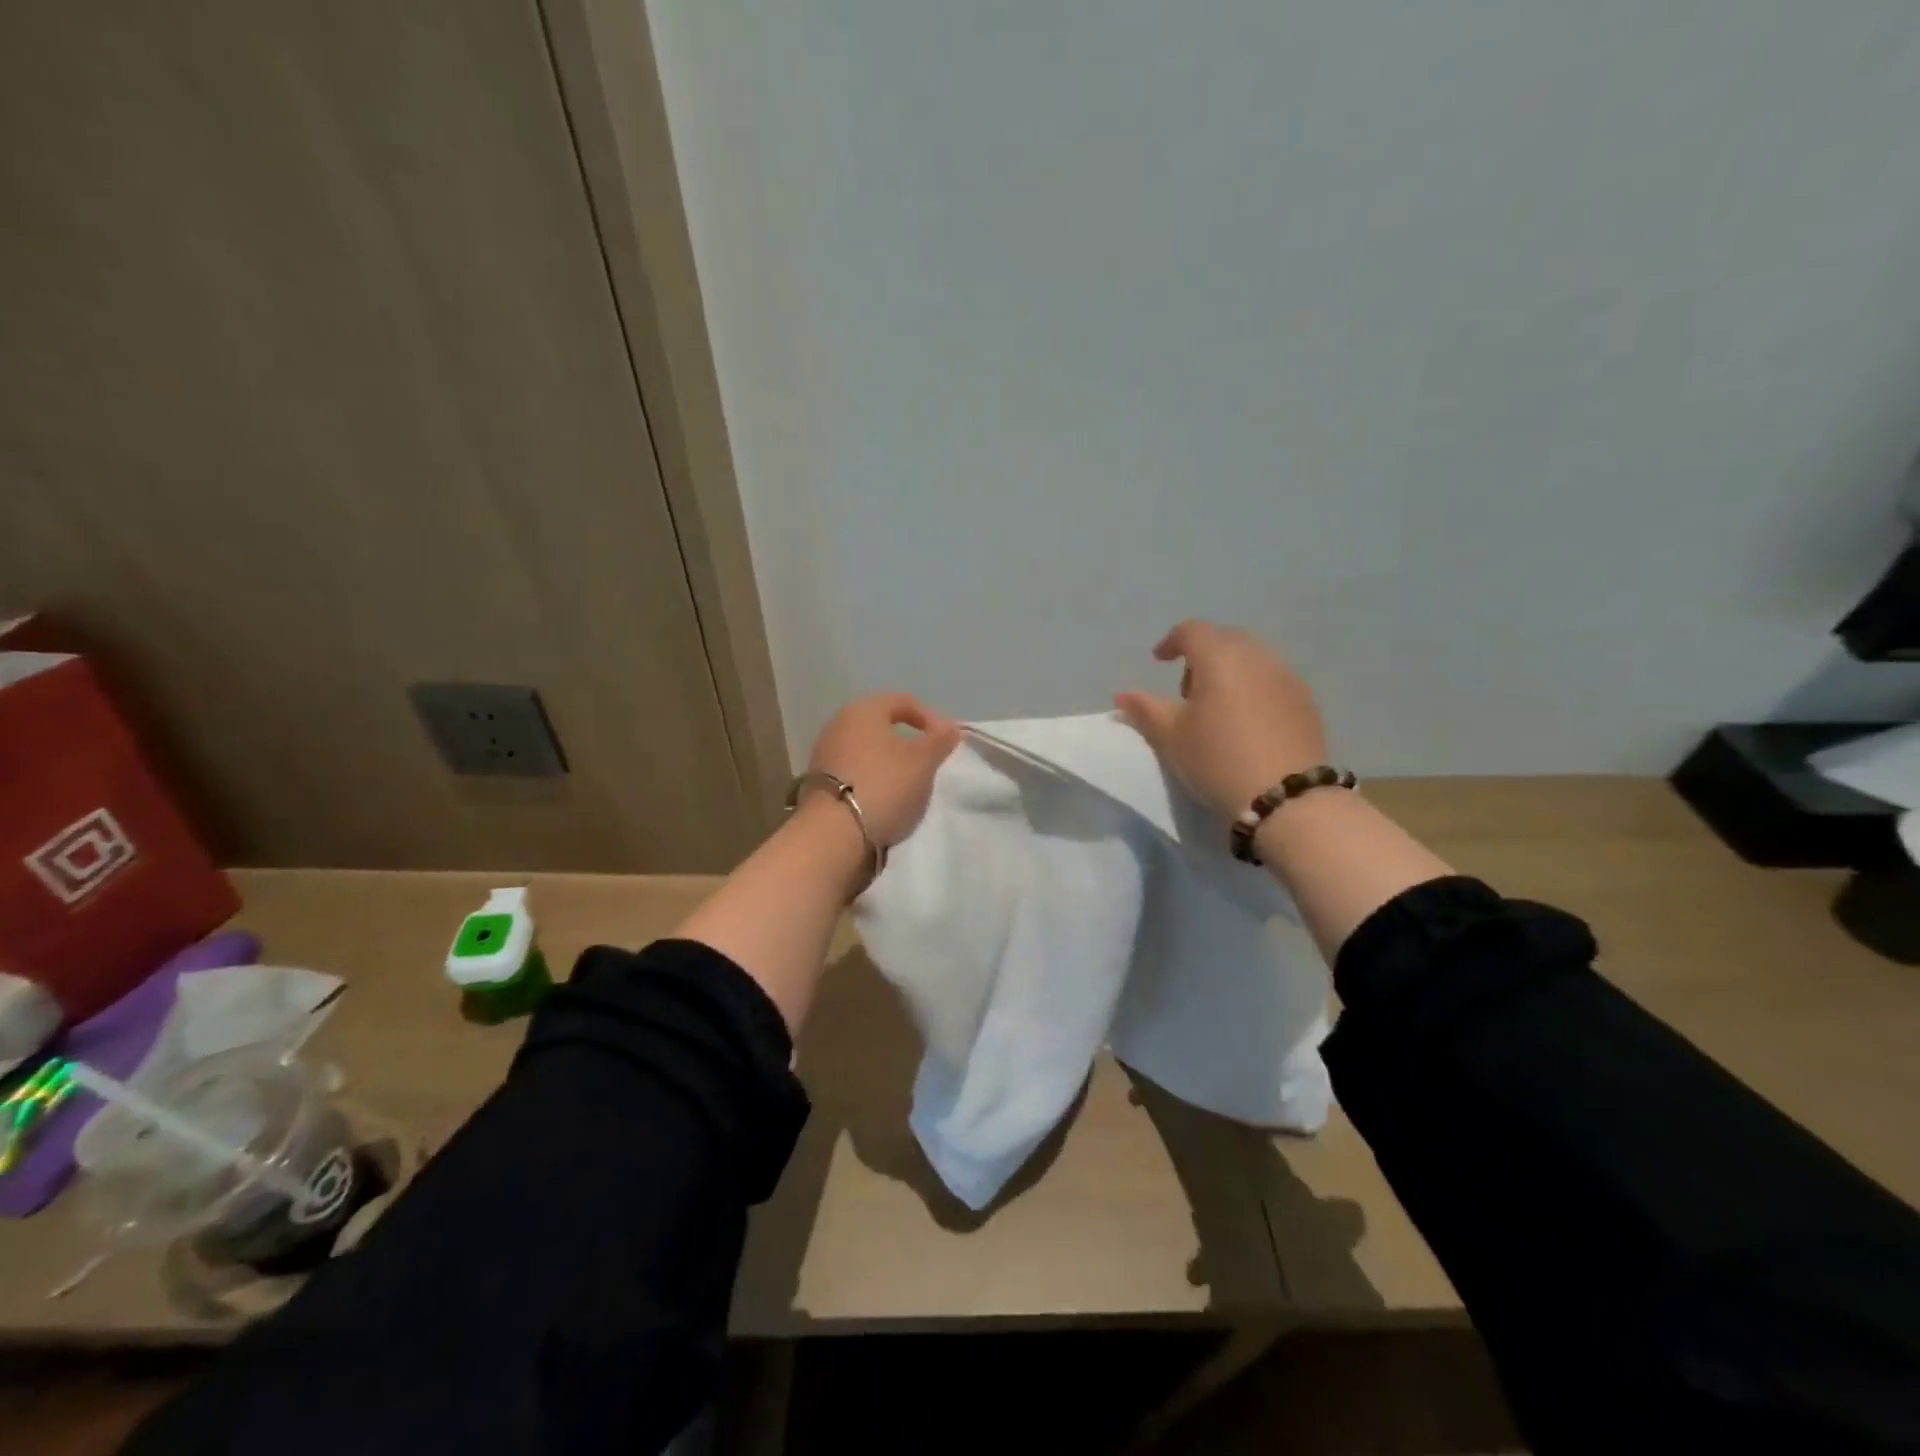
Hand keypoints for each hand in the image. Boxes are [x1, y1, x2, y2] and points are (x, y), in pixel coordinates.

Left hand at [806, 693, 962, 846]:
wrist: (834, 833)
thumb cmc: (884, 785)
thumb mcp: (923, 761)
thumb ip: (939, 740)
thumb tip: (949, 726)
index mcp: (863, 710)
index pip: (903, 701)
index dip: (930, 718)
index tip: (946, 743)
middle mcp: (838, 724)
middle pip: (882, 726)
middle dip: (908, 742)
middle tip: (928, 763)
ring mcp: (825, 754)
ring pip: (867, 750)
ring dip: (889, 763)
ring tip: (908, 785)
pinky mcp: (818, 782)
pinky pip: (854, 772)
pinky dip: (872, 779)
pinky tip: (884, 799)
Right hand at [1114, 620, 1328, 821]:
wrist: (1285, 797)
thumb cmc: (1217, 759)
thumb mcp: (1172, 737)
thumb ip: (1145, 710)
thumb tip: (1122, 695)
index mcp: (1219, 657)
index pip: (1191, 631)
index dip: (1171, 642)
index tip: (1160, 661)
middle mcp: (1256, 656)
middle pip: (1223, 639)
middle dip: (1202, 655)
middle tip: (1188, 692)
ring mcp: (1286, 676)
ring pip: (1251, 658)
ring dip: (1229, 670)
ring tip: (1218, 708)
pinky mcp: (1306, 700)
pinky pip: (1272, 678)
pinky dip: (1253, 686)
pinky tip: (1247, 721)